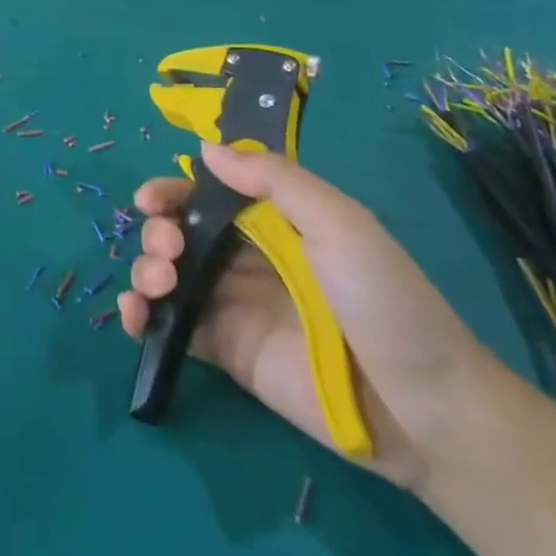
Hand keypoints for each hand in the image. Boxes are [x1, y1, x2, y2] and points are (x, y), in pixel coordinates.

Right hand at [118, 141, 500, 489]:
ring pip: (168, 275)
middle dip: (159, 230)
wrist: (420, 407)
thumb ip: (275, 180)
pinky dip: (141, 316)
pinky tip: (135, 313)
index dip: (174, 191)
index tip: (150, 199)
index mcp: (275, 223)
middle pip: (180, 232)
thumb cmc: (383, 299)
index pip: (209, 196)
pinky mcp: (225, 352)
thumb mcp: (340, 222)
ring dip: (146, 268)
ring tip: (159, 282)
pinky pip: (172, 327)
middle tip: (167, 246)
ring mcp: (233, 306)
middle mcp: (247, 259)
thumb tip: (206, 148)